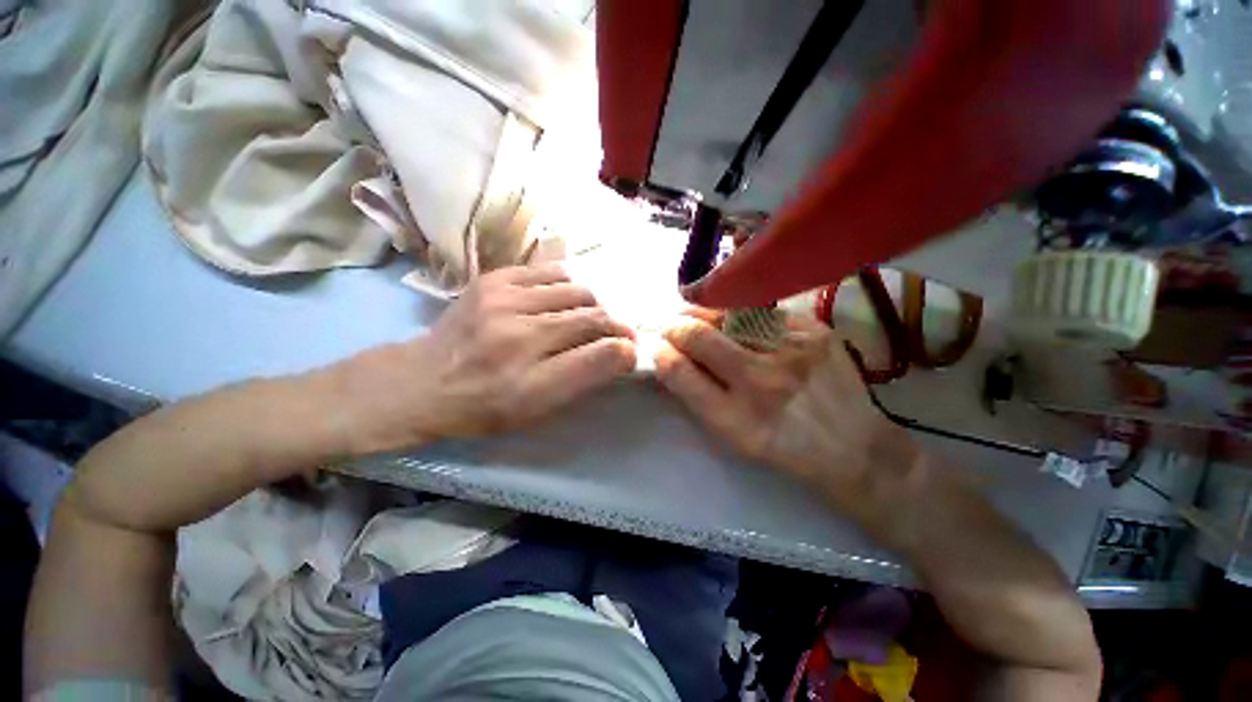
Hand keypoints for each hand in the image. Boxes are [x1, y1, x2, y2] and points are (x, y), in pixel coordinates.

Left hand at [343, 264, 636, 451]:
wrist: (420, 381)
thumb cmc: (483, 408)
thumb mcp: (535, 413)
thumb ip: (582, 381)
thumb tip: (619, 353)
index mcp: (531, 385)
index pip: (601, 356)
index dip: (625, 351)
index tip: (631, 352)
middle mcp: (520, 338)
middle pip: (594, 318)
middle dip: (617, 327)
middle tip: (620, 334)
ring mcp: (505, 301)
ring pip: (579, 292)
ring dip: (595, 306)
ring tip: (591, 318)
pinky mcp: (494, 279)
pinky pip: (553, 273)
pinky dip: (570, 287)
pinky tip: (566, 301)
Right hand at [654, 311, 913, 494]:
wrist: (855, 446)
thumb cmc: (784, 447)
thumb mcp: (733, 437)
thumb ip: (697, 397)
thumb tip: (668, 359)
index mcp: (735, 418)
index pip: (679, 371)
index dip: (662, 353)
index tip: (660, 347)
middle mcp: (761, 381)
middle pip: (698, 336)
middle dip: (675, 327)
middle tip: (673, 327)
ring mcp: (791, 350)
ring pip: (727, 314)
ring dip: (703, 314)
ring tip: (698, 317)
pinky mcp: (814, 330)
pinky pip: (761, 311)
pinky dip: (740, 314)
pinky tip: (739, 322)